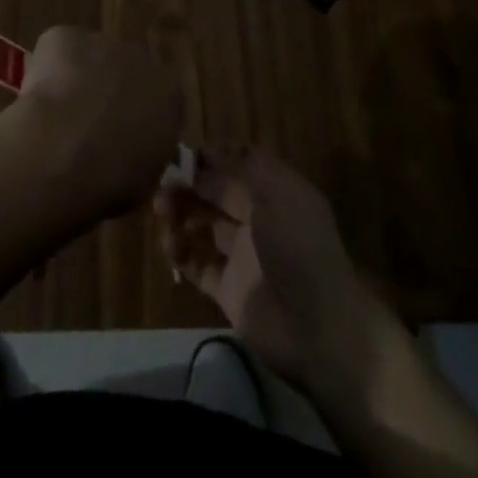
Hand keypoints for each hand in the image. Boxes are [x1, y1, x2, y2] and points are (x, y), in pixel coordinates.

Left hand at [9, 26, 181, 224]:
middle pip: (122, 72)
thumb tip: (125, 154)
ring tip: (52, 121)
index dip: (132, 119)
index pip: (155, 99)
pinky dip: (44, 72)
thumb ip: (141, 155)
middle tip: (80, 132)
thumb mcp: (143, 179)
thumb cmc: (114, 178)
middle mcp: (141, 59)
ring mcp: (102, 41)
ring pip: (87, 60)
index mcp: (168, 94)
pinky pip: (55, 52)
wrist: (68, 151)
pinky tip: (35, 102)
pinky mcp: (66, 36)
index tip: (114, 141)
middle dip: (104, 95)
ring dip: (74, 82)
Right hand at [154, 149, 388, 394]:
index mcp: (275, 192)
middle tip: (161, 181)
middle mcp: (259, 220)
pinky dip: (181, 253)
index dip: (212, 158)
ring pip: (204, 226)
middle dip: (190, 184)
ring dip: (181, 214)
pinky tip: (169, 244)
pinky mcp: (229, 290)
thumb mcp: (278, 191)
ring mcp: (243, 256)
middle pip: (217, 194)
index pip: (238, 165)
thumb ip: (245, 166)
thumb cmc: (297, 244)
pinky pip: (199, 265)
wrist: (316, 324)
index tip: (182, 154)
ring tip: (161, 210)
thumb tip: (211, 153)